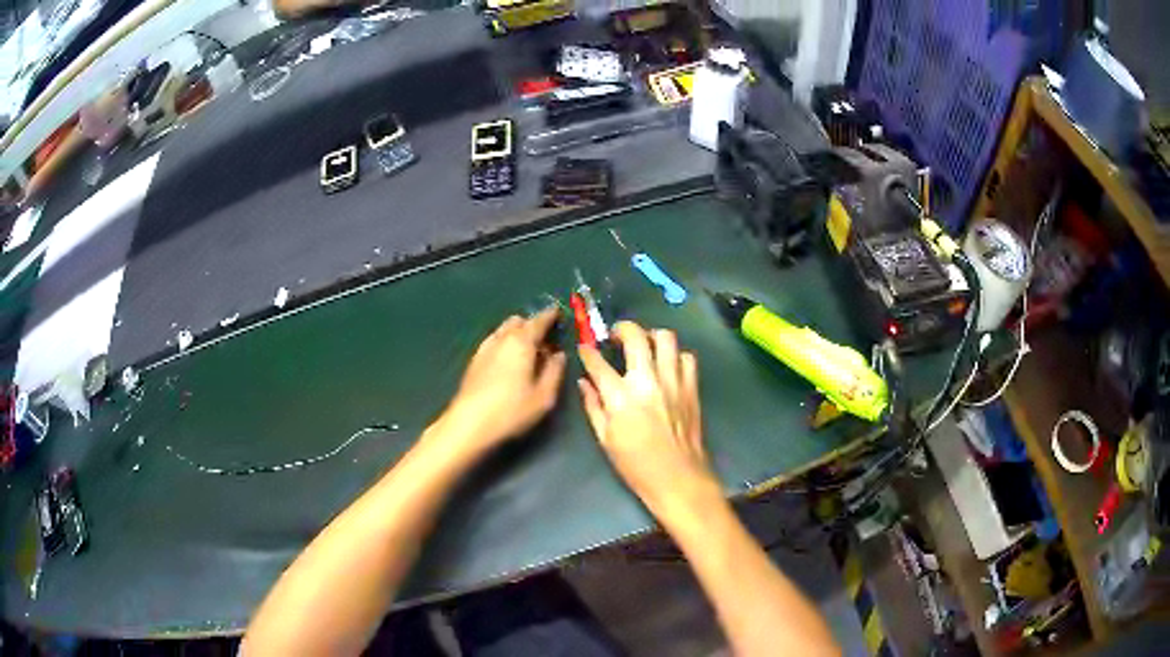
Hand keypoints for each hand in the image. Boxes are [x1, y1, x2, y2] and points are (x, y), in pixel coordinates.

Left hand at [438, 308, 565, 454]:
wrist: (469, 424)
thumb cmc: (511, 411)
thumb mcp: (544, 396)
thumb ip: (554, 371)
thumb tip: (559, 355)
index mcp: (522, 342)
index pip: (539, 320)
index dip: (551, 315)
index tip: (559, 314)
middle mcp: (502, 338)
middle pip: (518, 321)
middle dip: (532, 325)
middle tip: (545, 341)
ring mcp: (484, 348)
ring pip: (503, 330)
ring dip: (517, 334)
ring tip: (528, 353)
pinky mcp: (474, 361)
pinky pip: (493, 342)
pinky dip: (505, 344)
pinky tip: (508, 363)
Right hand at [577, 322, 719, 519]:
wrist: (678, 478)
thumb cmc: (636, 465)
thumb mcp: (605, 439)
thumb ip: (593, 406)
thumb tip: (584, 382)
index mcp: (621, 397)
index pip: (598, 363)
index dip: (588, 352)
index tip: (585, 347)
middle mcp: (647, 381)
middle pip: (635, 336)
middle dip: (622, 328)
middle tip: (616, 336)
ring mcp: (673, 381)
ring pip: (665, 338)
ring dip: (651, 336)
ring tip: (645, 345)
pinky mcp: (691, 387)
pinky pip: (686, 357)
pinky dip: (675, 356)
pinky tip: (668, 366)